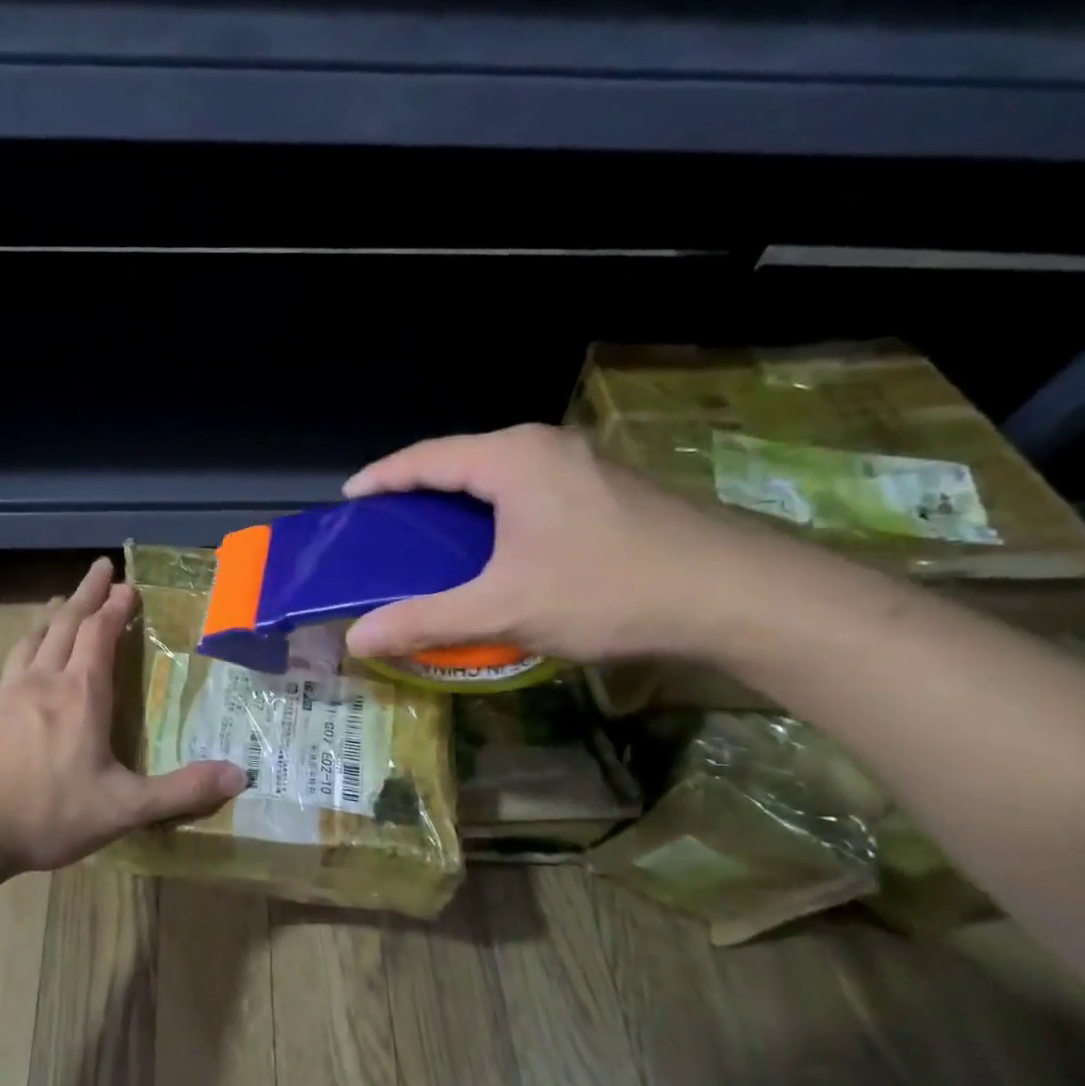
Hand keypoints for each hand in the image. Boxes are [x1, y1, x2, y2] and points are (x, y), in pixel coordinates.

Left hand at [0, 557, 246, 872]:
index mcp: (81, 693)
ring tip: (63, 601)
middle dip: (87, 593)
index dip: (115, 607)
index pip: (99, 633)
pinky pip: (14, 661)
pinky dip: (30, 643)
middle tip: (101, 567)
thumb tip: (238, 774)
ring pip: (35, 637)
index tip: (128, 586)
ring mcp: (9, 692)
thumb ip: (181, 791)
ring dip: (54, 614)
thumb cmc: (48, 812)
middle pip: (66, 622)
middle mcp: (44, 680)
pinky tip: (28, 657)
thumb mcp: (123, 808)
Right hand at [342, 424, 762, 664]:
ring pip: (499, 477)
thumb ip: (424, 621)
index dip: (381, 477)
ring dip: (459, 504)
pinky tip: (495, 550)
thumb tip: (355, 638)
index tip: (349, 499)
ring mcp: (583, 464)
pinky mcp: (608, 489)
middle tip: (385, 527)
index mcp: (512, 459)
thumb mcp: (504, 609)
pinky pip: (529, 491)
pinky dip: (495, 514)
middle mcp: (546, 447)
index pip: (425, 458)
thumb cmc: (607, 590)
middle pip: (461, 461)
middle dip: (417, 491)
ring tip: (431, 540)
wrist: (736, 596)